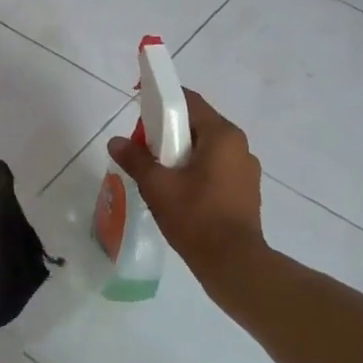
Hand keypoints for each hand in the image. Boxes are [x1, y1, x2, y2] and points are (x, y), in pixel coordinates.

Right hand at [107, 89, 264, 271]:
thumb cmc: (195, 217)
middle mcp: (239, 145)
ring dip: (180, 151)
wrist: (233, 263)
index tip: (138, 107)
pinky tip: (177, 190)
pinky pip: (215, 166)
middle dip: (167, 130)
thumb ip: (135, 158)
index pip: (189, 101)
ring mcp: (246, 168)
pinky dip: (194, 168)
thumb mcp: (157, 186)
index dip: (161, 99)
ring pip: (206, 147)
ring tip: (157, 172)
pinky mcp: (245, 190)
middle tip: (142, 147)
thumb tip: (116, 141)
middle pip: (197, 124)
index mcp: (222, 135)